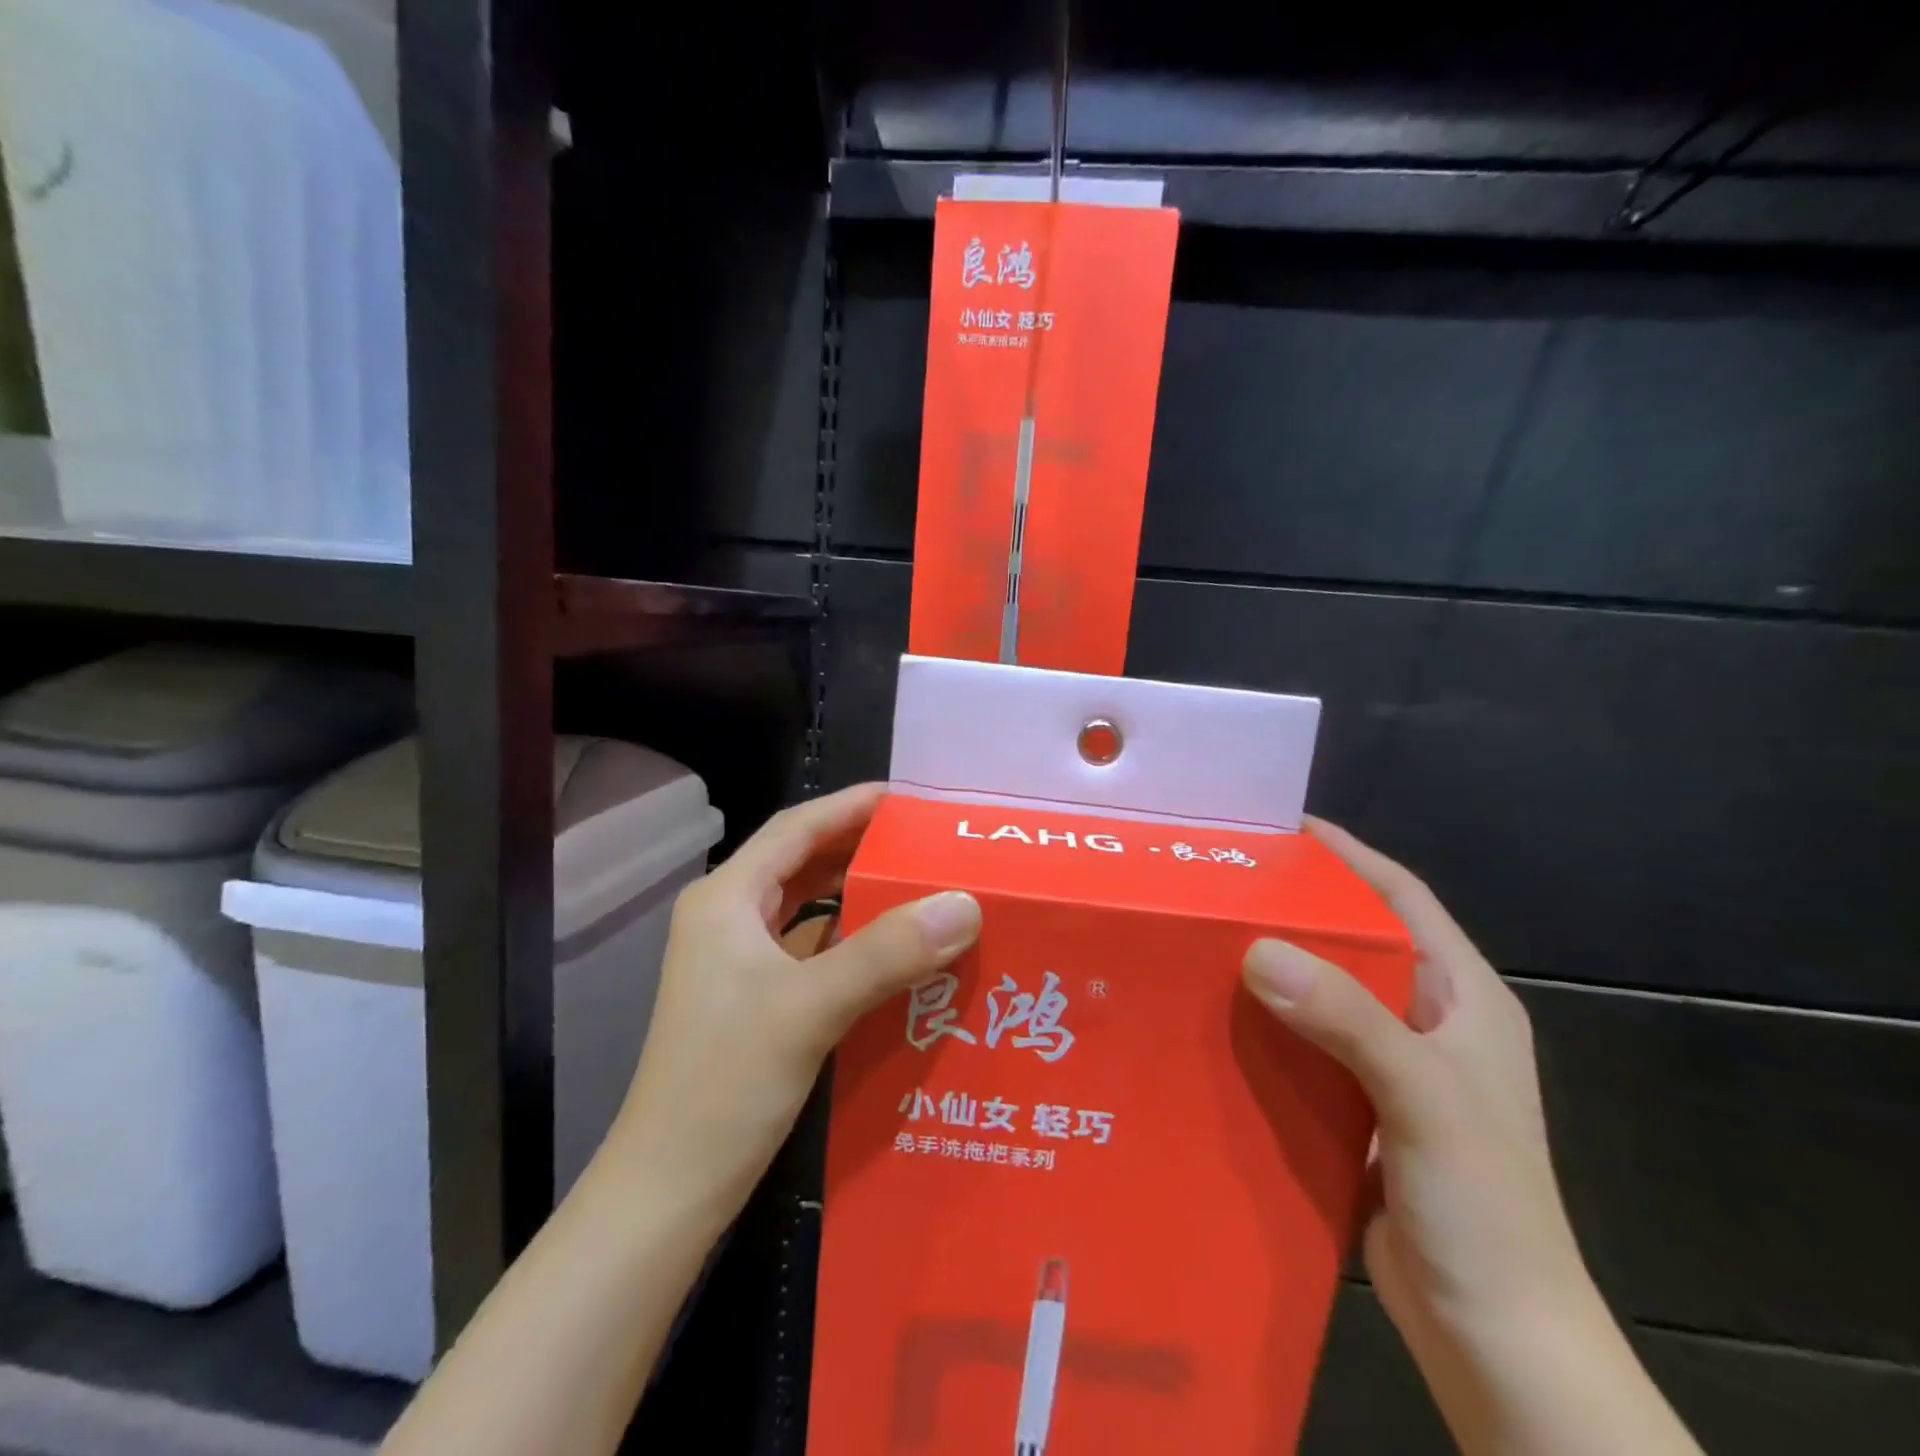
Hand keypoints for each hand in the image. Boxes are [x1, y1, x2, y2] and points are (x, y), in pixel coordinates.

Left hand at [612, 783, 981, 1223]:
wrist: (668, 1190)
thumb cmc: (726, 1083)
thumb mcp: (811, 1007)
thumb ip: (889, 951)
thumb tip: (965, 902)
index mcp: (726, 899)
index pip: (796, 828)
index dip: (850, 806)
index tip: (907, 799)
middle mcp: (727, 919)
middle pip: (802, 863)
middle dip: (860, 848)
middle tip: (924, 843)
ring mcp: (736, 963)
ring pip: (806, 910)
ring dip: (856, 897)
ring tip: (919, 889)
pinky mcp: (752, 1001)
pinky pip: (809, 952)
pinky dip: (849, 943)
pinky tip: (893, 954)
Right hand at [1242, 817, 1588, 1353]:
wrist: (1498, 1342)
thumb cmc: (1485, 1208)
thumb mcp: (1424, 1098)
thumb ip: (1348, 1019)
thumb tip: (1257, 948)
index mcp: (1464, 999)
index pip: (1403, 899)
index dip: (1349, 856)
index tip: (1284, 827)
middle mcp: (1428, 1021)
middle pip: (1355, 940)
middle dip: (1295, 907)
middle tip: (1224, 881)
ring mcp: (1393, 1067)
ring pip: (1323, 992)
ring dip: (1273, 966)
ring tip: (1205, 937)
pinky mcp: (1358, 1107)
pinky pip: (1305, 1044)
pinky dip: (1267, 1024)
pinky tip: (1217, 1016)